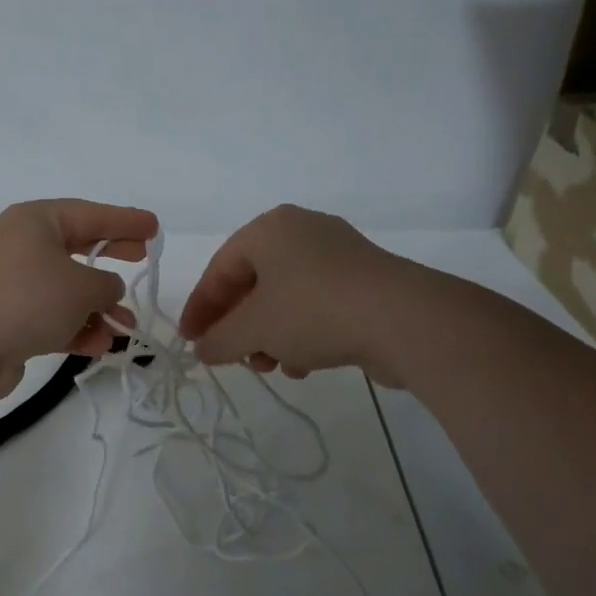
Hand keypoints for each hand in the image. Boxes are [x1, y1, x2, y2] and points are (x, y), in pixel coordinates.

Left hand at [0, 199, 158, 400]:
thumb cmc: (28, 299)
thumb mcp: (82, 286)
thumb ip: (107, 284)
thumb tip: (106, 290)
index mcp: (34, 221)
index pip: (89, 214)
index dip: (124, 220)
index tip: (153, 226)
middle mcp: (21, 246)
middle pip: (77, 247)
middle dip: (111, 257)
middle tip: (142, 258)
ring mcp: (11, 284)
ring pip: (66, 290)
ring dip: (98, 308)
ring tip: (127, 327)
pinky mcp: (7, 320)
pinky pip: (51, 318)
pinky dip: (76, 328)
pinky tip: (100, 345)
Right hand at [179, 205, 403, 382]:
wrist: (406, 320)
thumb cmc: (314, 311)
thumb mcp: (254, 329)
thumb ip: (219, 340)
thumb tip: (203, 350)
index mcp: (270, 229)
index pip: (220, 269)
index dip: (200, 308)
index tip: (190, 341)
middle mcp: (302, 232)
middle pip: (253, 283)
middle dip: (238, 325)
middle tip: (230, 356)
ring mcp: (338, 255)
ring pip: (286, 297)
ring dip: (269, 335)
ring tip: (269, 366)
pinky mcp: (365, 281)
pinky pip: (317, 304)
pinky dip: (302, 333)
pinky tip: (303, 365)